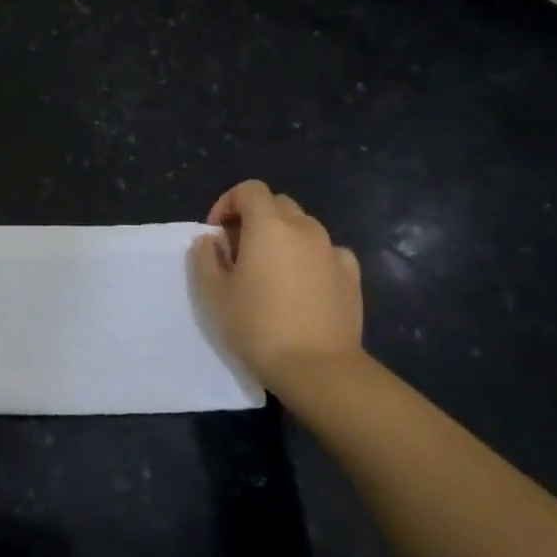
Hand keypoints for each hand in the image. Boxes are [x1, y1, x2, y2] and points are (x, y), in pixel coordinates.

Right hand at [189, 180, 365, 401]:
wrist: (317, 367)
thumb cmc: (257, 325)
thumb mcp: (214, 293)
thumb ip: (206, 258)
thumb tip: (210, 240)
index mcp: (269, 226)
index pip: (250, 190)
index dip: (228, 203)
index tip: (216, 232)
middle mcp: (304, 228)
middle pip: (278, 204)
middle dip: (255, 217)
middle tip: (239, 250)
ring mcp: (332, 250)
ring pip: (304, 226)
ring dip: (282, 236)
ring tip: (269, 269)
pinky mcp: (351, 275)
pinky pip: (327, 251)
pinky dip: (310, 256)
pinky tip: (302, 282)